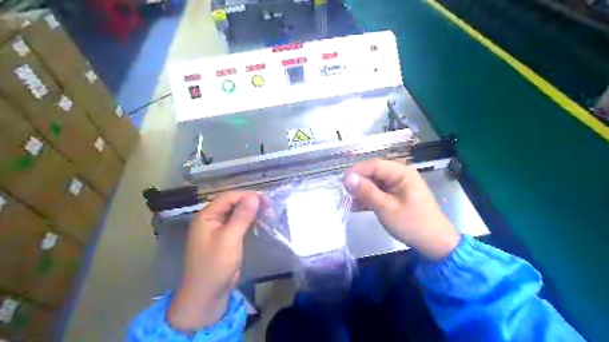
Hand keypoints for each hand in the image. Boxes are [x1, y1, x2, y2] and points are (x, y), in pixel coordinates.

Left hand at [168, 190, 259, 330]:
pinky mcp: (224, 240)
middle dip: (250, 203)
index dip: (247, 195)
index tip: (266, 199)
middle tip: (270, 206)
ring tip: (268, 212)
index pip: (228, 197)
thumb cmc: (215, 265)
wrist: (206, 296)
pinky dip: (248, 222)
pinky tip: (259, 222)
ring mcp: (216, 230)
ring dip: (251, 212)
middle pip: (232, 204)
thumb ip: (241, 216)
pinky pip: (236, 224)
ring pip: (235, 214)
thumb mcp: (230, 238)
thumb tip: (254, 197)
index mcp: (206, 216)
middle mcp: (210, 220)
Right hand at [344, 160, 458, 258]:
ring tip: (349, 202)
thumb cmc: (411, 224)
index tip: (342, 183)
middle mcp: (400, 175)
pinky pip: (380, 192)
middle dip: (358, 182)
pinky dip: (369, 198)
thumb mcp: (386, 208)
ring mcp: (400, 185)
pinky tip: (358, 207)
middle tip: (344, 194)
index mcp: (401, 173)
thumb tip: (347, 178)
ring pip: (375, 183)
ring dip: (362, 191)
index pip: (374, 165)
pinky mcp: (398, 195)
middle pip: (374, 173)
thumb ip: (366, 191)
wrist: (435, 243)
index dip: (356, 172)